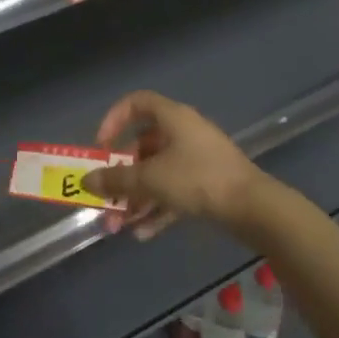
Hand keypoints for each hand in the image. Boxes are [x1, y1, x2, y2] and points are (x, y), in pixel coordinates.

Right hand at [83, 91, 267, 239]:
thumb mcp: (150, 179)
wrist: (253, 207)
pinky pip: (174, 192)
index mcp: (172, 118)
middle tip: (105, 198)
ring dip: (136, 198)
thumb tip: (86, 181)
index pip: (137, 103)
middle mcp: (183, 133)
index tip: (101, 146)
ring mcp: (197, 159)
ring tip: (119, 226)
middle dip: (121, 175)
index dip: (114, 119)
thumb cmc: (197, 179)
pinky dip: (157, 209)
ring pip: (157, 174)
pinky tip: (142, 234)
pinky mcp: (207, 184)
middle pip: (143, 147)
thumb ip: (116, 180)